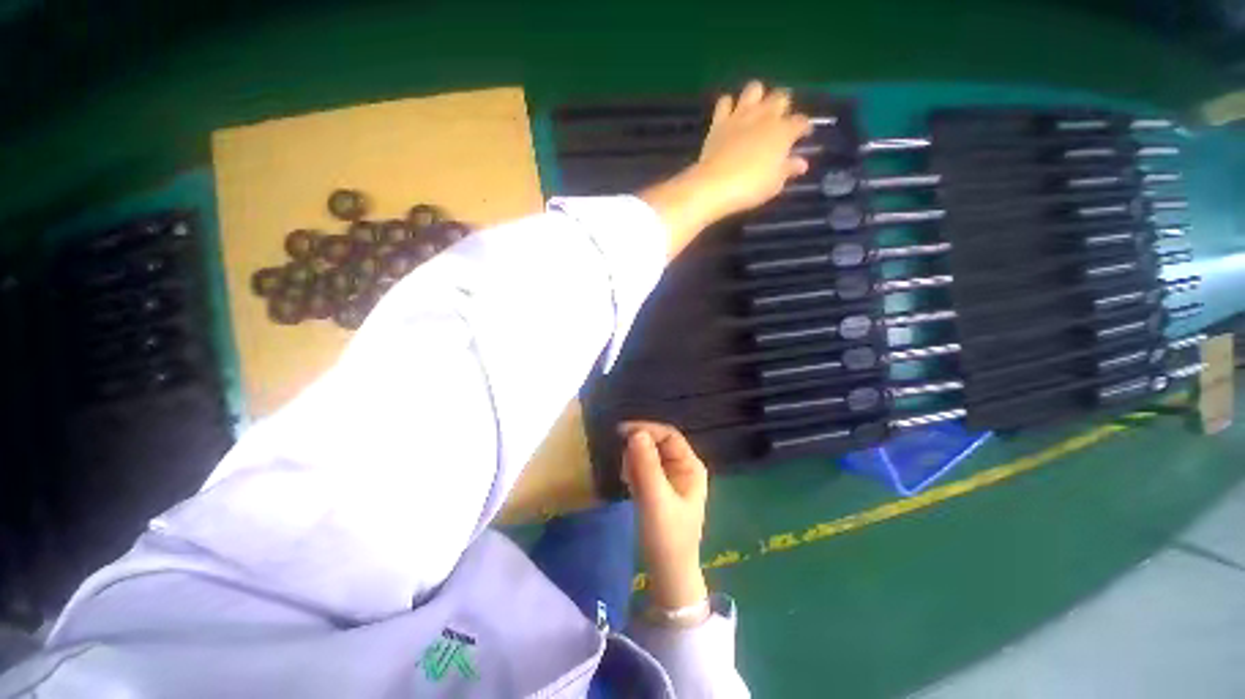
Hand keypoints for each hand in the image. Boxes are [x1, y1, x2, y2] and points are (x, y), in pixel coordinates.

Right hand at [620, 421, 709, 610]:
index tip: (621, 432)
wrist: (668, 573)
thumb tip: (636, 433)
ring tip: (628, 481)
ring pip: (649, 455)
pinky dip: (634, 472)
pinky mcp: (660, 488)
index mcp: (690, 466)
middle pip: (658, 443)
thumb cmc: (667, 537)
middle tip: (624, 467)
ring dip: (635, 461)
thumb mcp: (655, 499)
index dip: (646, 429)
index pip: (669, 435)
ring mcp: (671, 478)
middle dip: (639, 449)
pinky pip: (644, 468)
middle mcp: (683, 468)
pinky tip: (630, 486)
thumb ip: (646, 465)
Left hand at [696, 80, 812, 214]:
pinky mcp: (719, 121)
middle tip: (779, 121)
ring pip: (754, 88)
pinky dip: (728, 105)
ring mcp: (741, 116)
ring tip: (756, 110)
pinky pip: (725, 101)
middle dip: (783, 106)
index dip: (804, 128)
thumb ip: (788, 169)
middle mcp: (765, 117)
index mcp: (783, 132)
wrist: (715, 185)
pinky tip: (729, 115)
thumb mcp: (775, 183)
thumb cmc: (750, 187)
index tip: (802, 136)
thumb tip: (801, 163)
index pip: (801, 122)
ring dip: (757, 96)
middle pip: (781, 97)